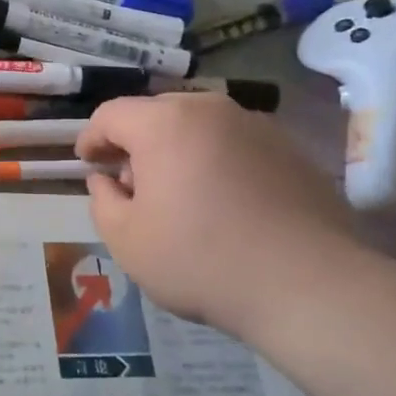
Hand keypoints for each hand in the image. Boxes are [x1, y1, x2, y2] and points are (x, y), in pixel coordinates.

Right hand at [77, 92, 381, 345]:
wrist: (308, 285)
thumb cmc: (200, 260)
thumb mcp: (126, 240)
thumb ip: (102, 201)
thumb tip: (107, 180)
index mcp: (164, 123)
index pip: (111, 114)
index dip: (91, 138)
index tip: (87, 163)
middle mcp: (210, 109)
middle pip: (156, 114)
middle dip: (135, 143)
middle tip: (130, 184)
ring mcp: (256, 125)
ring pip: (199, 126)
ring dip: (177, 150)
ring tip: (178, 193)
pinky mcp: (290, 149)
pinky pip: (235, 144)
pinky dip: (216, 161)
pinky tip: (222, 202)